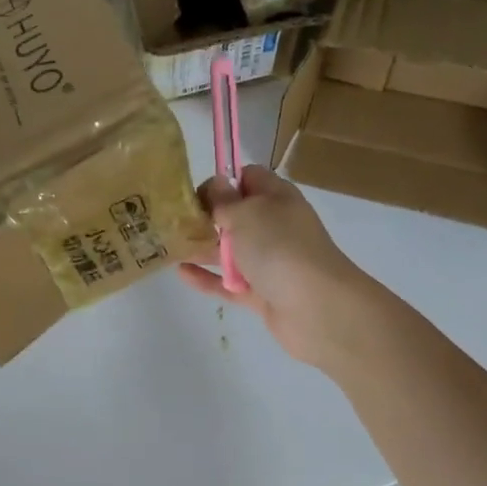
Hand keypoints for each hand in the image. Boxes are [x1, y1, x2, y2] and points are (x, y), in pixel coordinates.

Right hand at [179, 166, 386, 370]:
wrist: (318, 308)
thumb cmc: (280, 247)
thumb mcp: (247, 213)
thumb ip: (224, 200)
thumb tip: (215, 185)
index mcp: (277, 198)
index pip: (249, 178)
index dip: (223, 181)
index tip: (196, 193)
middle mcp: (275, 226)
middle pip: (236, 215)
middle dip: (207, 216)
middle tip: (173, 220)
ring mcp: (269, 262)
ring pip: (230, 250)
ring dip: (203, 247)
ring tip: (169, 245)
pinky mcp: (261, 293)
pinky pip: (228, 282)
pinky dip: (207, 277)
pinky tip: (181, 272)